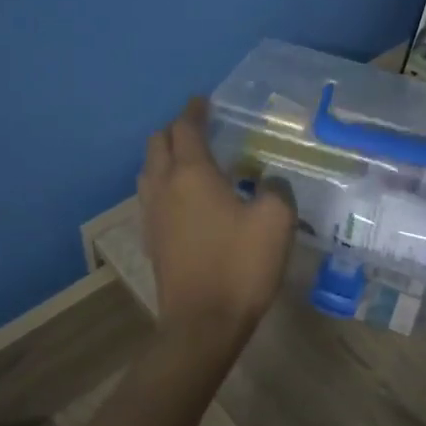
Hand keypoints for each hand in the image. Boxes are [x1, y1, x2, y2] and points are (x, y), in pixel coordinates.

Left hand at [138, 98, 294, 347]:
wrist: (202, 324)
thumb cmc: (239, 266)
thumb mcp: (275, 221)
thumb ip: (275, 189)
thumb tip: (267, 181)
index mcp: (191, 174)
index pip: (185, 127)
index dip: (195, 110)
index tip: (205, 101)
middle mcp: (164, 186)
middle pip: (158, 143)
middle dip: (176, 129)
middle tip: (200, 129)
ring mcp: (152, 214)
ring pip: (149, 169)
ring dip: (165, 156)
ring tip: (191, 160)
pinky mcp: (151, 239)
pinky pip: (151, 195)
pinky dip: (164, 183)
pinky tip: (185, 198)